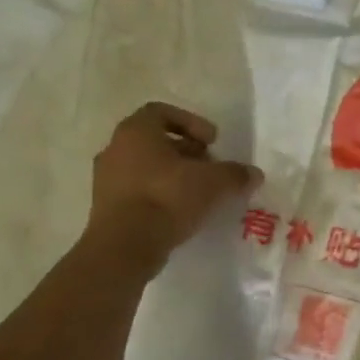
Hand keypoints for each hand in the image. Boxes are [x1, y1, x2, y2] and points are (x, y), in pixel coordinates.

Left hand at [85, 103, 261, 273]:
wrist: (123, 247)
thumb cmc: (167, 198)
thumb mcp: (213, 183)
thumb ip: (235, 174)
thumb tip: (253, 174)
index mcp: (136, 131)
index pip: (162, 112)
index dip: (192, 122)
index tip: (212, 141)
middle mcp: (115, 149)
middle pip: (154, 141)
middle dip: (186, 151)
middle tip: (209, 167)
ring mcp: (106, 179)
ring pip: (145, 166)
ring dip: (172, 174)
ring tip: (198, 192)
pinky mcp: (106, 207)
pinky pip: (137, 191)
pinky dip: (159, 195)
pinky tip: (180, 212)